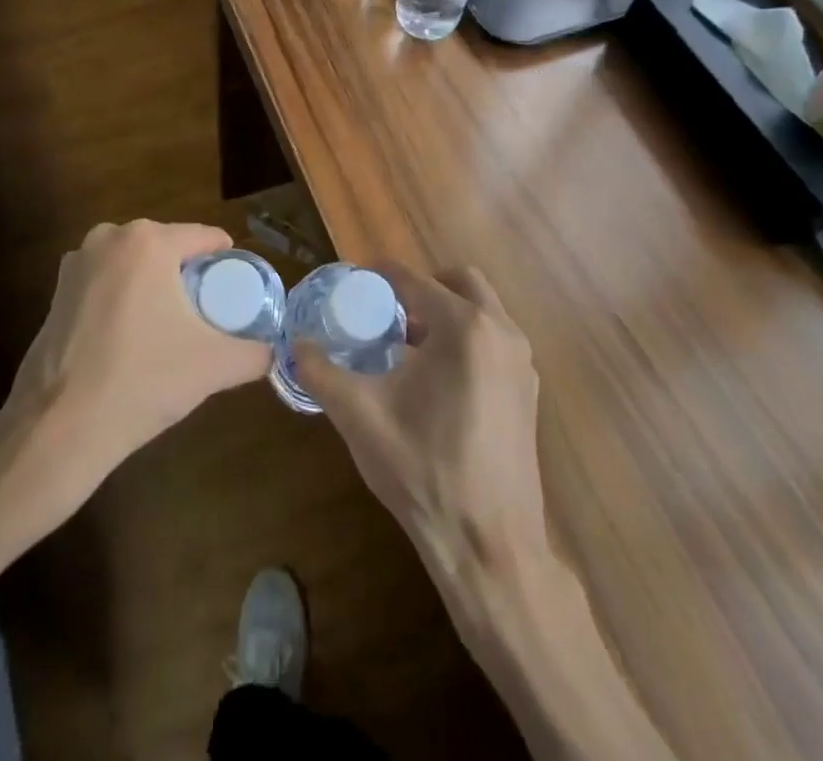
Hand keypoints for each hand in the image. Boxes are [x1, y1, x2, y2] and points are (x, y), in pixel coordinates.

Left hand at [5, 220, 273, 481]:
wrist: (58, 427)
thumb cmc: (142, 381)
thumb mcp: (213, 366)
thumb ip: (255, 354)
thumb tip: (275, 353)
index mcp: (148, 241)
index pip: (204, 237)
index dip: (227, 261)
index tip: (238, 289)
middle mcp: (110, 237)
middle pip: (167, 247)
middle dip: (188, 272)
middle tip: (208, 311)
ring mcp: (77, 262)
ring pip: (134, 264)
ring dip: (154, 284)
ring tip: (172, 324)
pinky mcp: (56, 291)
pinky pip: (106, 282)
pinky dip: (123, 298)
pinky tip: (131, 335)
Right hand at [295, 265, 548, 583]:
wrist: (489, 547)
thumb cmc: (422, 472)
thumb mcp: (359, 416)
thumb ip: (321, 372)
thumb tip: (294, 345)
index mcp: (464, 328)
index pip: (415, 280)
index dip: (380, 275)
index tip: (354, 281)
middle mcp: (501, 332)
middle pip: (459, 281)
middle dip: (421, 287)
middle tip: (386, 310)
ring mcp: (521, 362)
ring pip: (481, 310)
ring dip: (444, 311)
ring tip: (405, 343)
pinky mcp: (528, 391)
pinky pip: (493, 340)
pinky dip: (465, 338)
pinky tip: (434, 378)